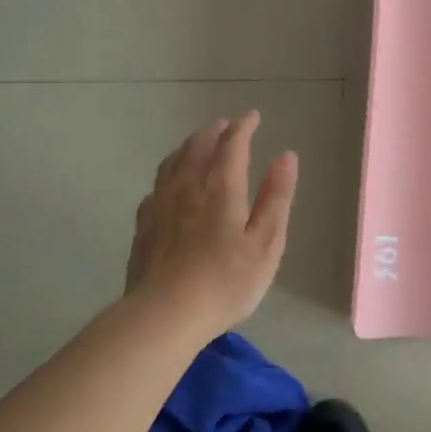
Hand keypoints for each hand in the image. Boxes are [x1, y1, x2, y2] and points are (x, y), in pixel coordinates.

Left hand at [125, 111, 298, 336]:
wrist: (165, 314)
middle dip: (214, 132)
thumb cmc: (226, 280)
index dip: (244, 127)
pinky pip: (156, 185)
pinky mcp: (144, 225)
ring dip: (188, 146)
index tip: (253, 116)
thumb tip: (286, 156)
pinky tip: (169, 184)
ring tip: (196, 143)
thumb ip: (277, 196)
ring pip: (173, 162)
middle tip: (225, 125)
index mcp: (221, 187)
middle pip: (198, 147)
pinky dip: (168, 173)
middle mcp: (188, 186)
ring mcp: (161, 204)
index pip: (232, 144)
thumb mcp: (266, 241)